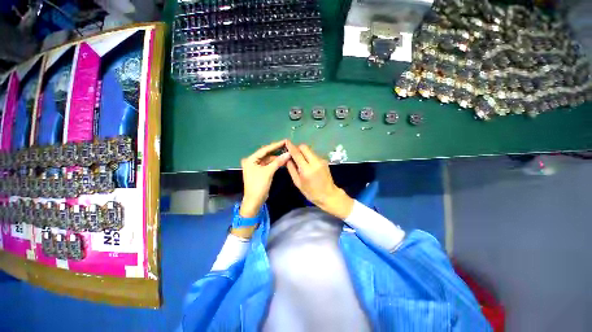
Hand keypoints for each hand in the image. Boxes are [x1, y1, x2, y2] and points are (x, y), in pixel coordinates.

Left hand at [240, 140, 290, 217]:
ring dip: (277, 157)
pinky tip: (282, 160)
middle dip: (276, 151)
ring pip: (268, 159)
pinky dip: (275, 163)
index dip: (275, 145)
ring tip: (286, 153)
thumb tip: (288, 153)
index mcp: (251, 159)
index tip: (285, 141)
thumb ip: (278, 161)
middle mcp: (252, 161)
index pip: (265, 150)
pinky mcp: (260, 172)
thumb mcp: (268, 172)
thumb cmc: (259, 185)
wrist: (254, 200)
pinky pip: (268, 164)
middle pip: (266, 154)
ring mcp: (256, 167)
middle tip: (287, 146)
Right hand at [285, 141, 353, 219]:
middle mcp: (315, 162)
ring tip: (300, 160)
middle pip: (304, 147)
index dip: (291, 147)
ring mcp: (321, 160)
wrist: (329, 195)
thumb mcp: (298, 182)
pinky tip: (307, 163)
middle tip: (293, 154)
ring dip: (303, 152)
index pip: (297, 153)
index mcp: (307, 169)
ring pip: (309, 150)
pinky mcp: (324, 160)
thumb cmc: (311, 192)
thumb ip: (291, 169)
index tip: (286, 142)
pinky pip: (313, 154)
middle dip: (297, 148)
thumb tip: (287, 158)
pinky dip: (308, 156)